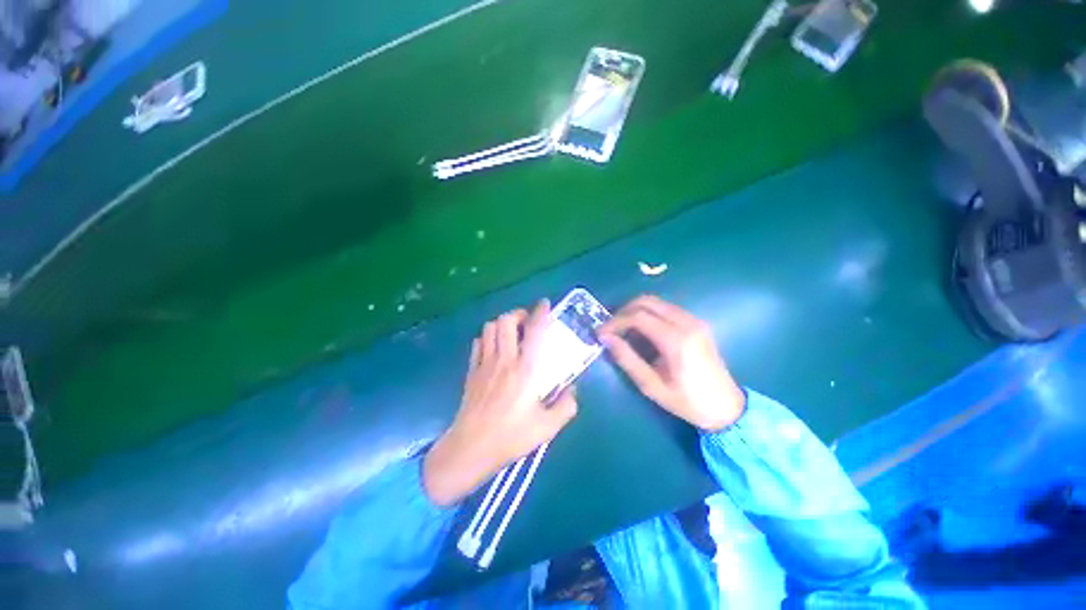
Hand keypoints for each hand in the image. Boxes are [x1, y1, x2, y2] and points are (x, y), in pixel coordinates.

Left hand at [423, 301, 578, 506]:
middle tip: (528, 322)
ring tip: (511, 333)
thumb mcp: (547, 427)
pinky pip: (477, 343)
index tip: (545, 304)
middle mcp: (504, 359)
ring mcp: (484, 363)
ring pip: (489, 327)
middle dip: (518, 314)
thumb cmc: (511, 437)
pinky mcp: (471, 371)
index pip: (534, 331)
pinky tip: (494, 347)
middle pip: (506, 320)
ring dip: (501, 324)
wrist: (471, 448)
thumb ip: (566, 406)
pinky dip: (487, 337)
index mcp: (525, 369)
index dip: (540, 312)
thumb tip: (573, 390)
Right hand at [599, 295, 744, 431]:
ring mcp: (694, 320)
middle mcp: (687, 322)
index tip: (600, 333)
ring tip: (622, 330)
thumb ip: (627, 358)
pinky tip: (642, 330)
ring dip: (635, 311)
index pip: (638, 317)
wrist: (727, 407)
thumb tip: (605, 338)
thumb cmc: (687, 401)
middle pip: (646, 301)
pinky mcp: (696, 322)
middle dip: (623, 311)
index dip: (615, 322)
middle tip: (610, 329)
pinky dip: (648, 313)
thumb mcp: (652, 386)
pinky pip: (666, 308)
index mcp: (677, 340)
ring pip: (656, 302)